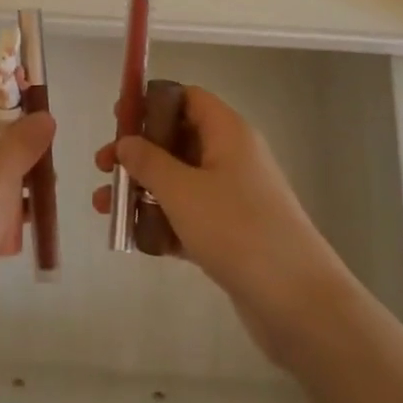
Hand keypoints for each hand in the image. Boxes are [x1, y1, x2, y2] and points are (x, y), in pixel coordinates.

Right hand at [93, 86, 346, 366]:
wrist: (299, 303)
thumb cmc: (237, 229)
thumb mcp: (183, 190)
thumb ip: (148, 161)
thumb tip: (127, 142)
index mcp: (228, 133)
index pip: (188, 99)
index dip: (152, 103)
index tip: (118, 118)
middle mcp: (233, 158)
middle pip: (178, 140)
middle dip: (138, 152)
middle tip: (103, 167)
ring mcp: (234, 198)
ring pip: (179, 181)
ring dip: (143, 190)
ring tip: (105, 209)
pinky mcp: (232, 235)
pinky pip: (189, 216)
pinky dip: (162, 222)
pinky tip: (132, 238)